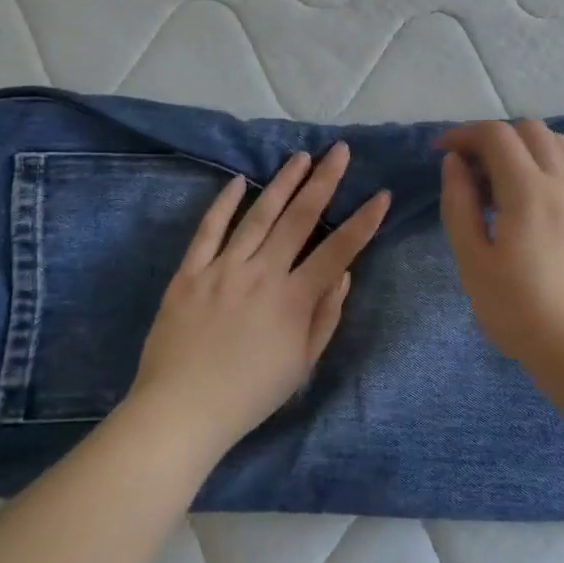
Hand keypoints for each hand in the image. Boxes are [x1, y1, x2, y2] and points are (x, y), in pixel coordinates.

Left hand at [129, 143, 389, 454]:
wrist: (182, 410)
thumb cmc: (250, 393)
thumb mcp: (302, 364)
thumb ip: (326, 316)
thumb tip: (344, 274)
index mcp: (293, 299)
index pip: (338, 251)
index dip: (363, 222)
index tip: (381, 195)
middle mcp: (261, 275)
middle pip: (299, 219)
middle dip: (324, 182)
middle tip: (339, 151)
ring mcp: (222, 270)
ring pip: (258, 216)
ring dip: (282, 184)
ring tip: (300, 158)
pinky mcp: (189, 273)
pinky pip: (208, 231)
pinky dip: (223, 204)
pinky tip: (239, 182)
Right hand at [437, 120, 563, 374]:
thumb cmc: (519, 311)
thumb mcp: (473, 262)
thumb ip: (459, 204)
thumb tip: (454, 163)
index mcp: (528, 191)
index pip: (496, 136)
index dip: (463, 134)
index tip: (441, 153)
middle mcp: (563, 181)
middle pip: (529, 129)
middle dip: (493, 138)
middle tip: (469, 171)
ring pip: (557, 142)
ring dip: (523, 147)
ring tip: (500, 182)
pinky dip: (549, 162)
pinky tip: (533, 195)